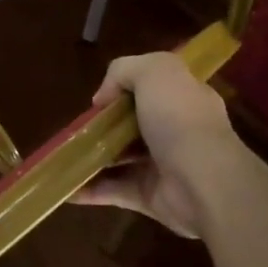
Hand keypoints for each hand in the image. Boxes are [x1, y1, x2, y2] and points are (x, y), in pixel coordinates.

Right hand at [74, 51, 240, 238]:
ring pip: (121, 158)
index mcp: (184, 98)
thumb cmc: (180, 119)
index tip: (100, 100)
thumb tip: (103, 99)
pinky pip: (114, 191)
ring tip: (63, 156)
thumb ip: (124, 70)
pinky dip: (90, 191)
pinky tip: (66, 188)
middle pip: (133, 124)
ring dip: (93, 157)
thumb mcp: (155, 71)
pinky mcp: (150, 196)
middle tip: (78, 129)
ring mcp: (163, 166)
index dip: (124, 89)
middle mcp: (176, 130)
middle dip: (104, 125)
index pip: (154, 88)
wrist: (204, 182)